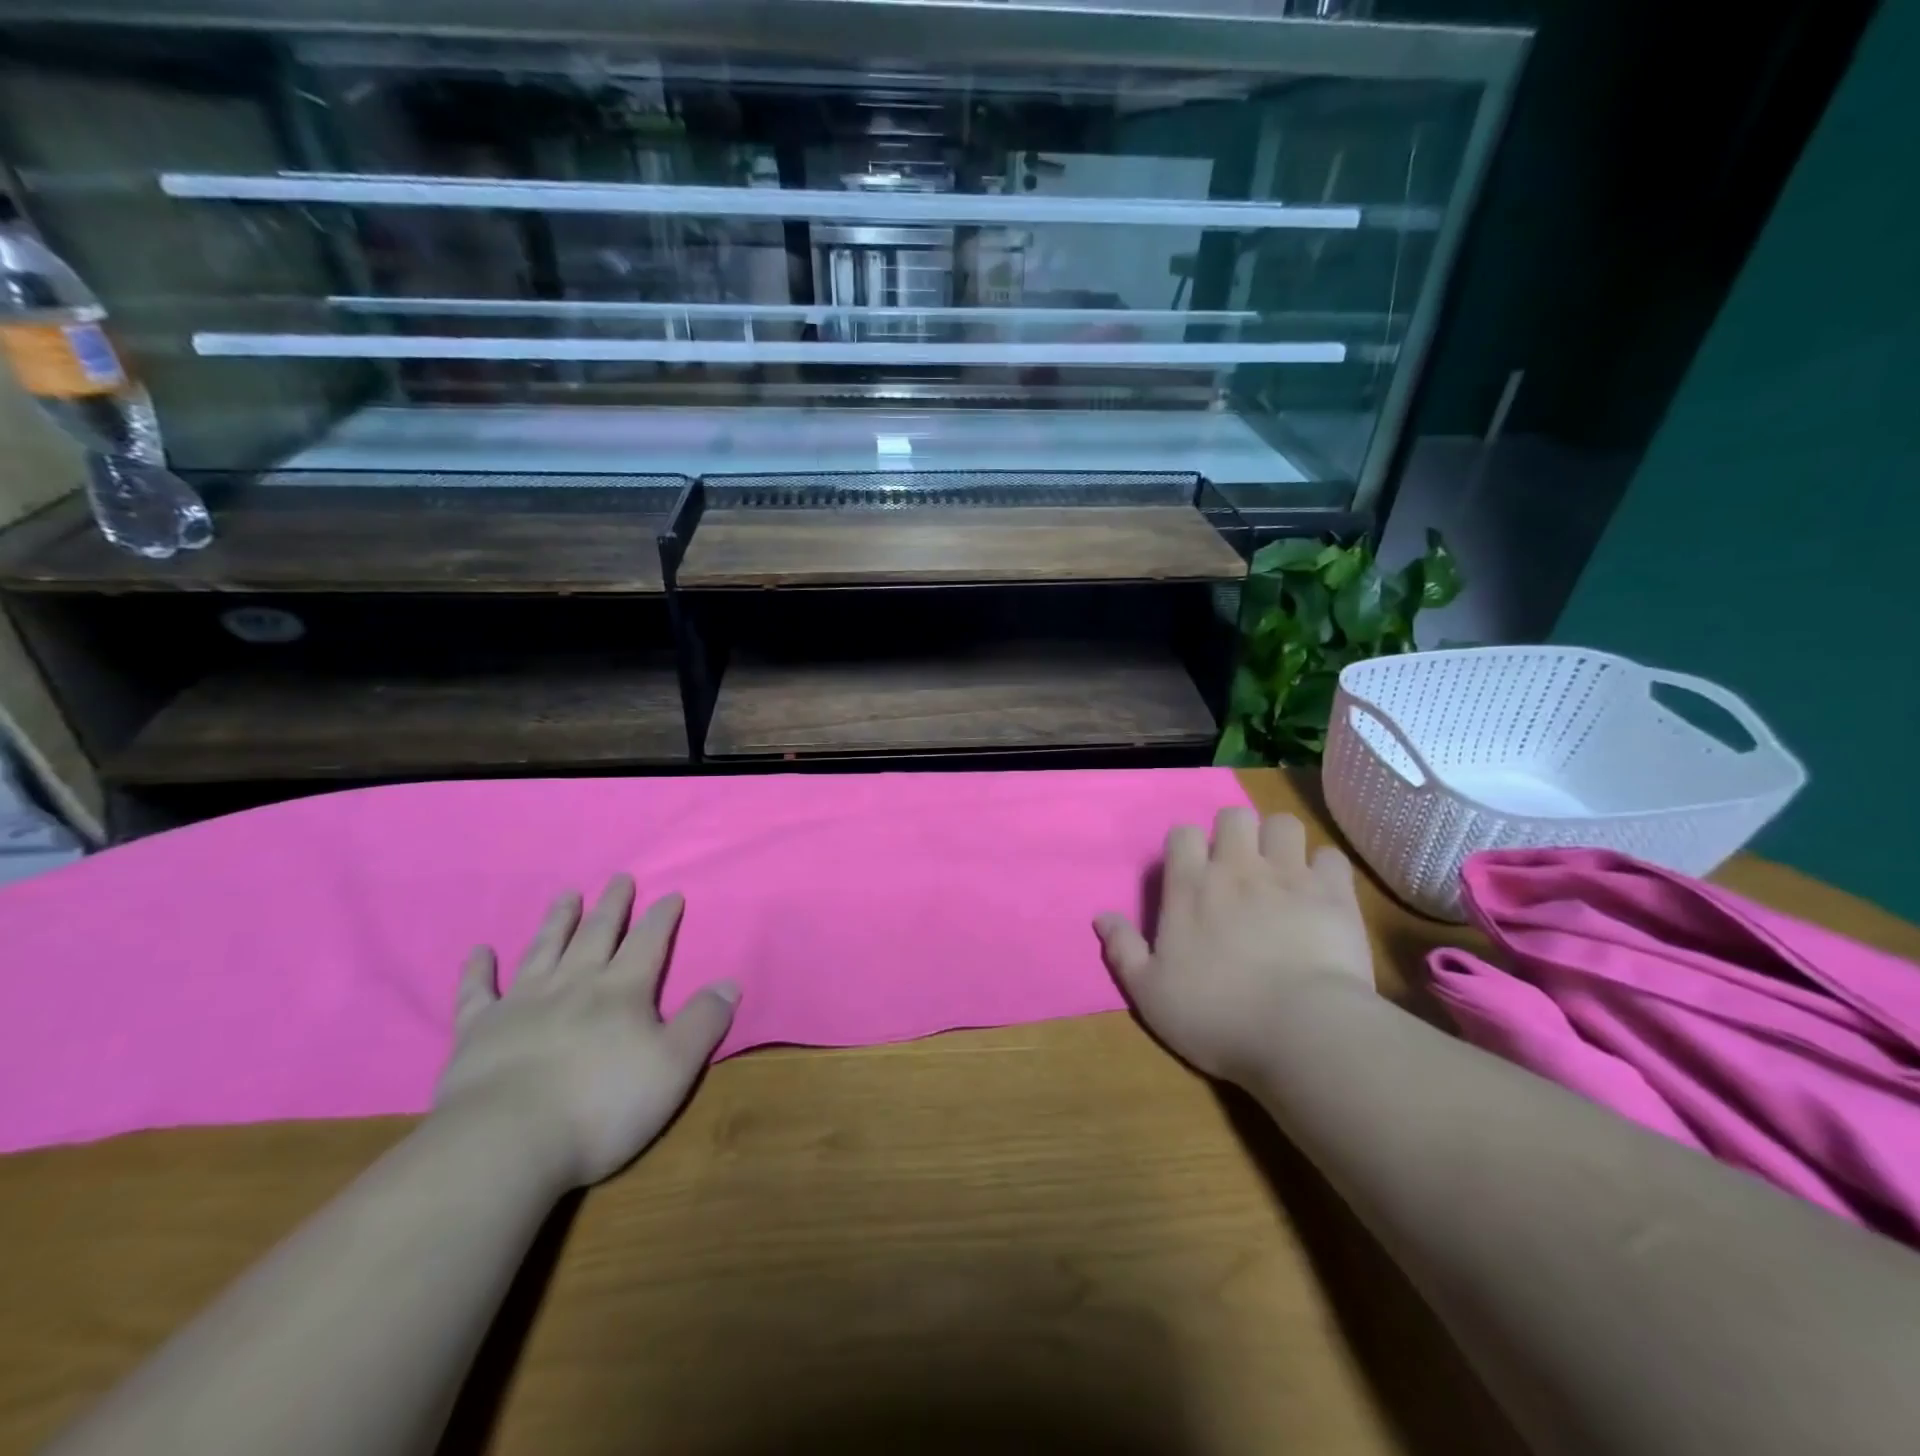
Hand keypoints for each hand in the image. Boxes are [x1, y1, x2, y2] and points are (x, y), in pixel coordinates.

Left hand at [433, 876, 738, 1187]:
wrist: (507, 1143)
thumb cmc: (602, 1105)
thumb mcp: (674, 1067)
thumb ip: (703, 1022)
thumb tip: (728, 983)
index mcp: (622, 990)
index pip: (649, 942)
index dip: (662, 917)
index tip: (671, 894)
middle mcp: (574, 983)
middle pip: (597, 933)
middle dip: (612, 905)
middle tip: (619, 878)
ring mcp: (522, 1003)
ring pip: (544, 949)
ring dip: (558, 921)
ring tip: (567, 895)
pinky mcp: (478, 1031)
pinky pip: (477, 992)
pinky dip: (478, 970)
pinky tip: (479, 951)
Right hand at [1094, 808, 1373, 1082]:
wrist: (1301, 1031)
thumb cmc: (1216, 1015)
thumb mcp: (1150, 993)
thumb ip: (1123, 949)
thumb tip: (1100, 916)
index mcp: (1190, 886)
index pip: (1183, 833)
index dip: (1188, 846)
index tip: (1192, 872)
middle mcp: (1237, 868)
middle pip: (1235, 816)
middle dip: (1236, 832)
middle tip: (1239, 867)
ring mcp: (1289, 876)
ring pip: (1284, 824)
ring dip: (1280, 841)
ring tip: (1281, 871)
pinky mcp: (1334, 893)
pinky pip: (1331, 857)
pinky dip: (1325, 870)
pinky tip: (1322, 892)